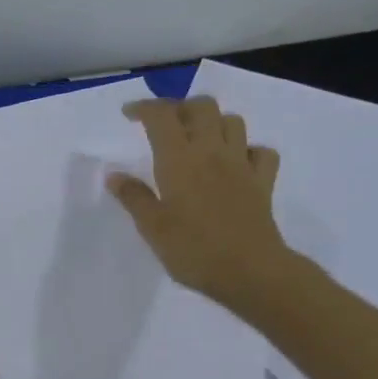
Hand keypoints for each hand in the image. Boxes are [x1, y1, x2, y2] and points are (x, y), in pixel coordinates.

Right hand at [107, 96, 297, 317]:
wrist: (249, 271)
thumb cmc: (193, 250)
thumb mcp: (152, 227)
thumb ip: (134, 197)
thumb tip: (114, 175)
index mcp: (179, 159)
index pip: (161, 116)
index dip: (144, 108)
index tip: (129, 115)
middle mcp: (212, 151)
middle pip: (202, 107)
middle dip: (181, 108)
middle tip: (165, 125)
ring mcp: (242, 164)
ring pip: (232, 121)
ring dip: (214, 122)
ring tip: (198, 140)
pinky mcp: (263, 181)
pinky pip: (260, 151)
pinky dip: (247, 150)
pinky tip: (236, 163)